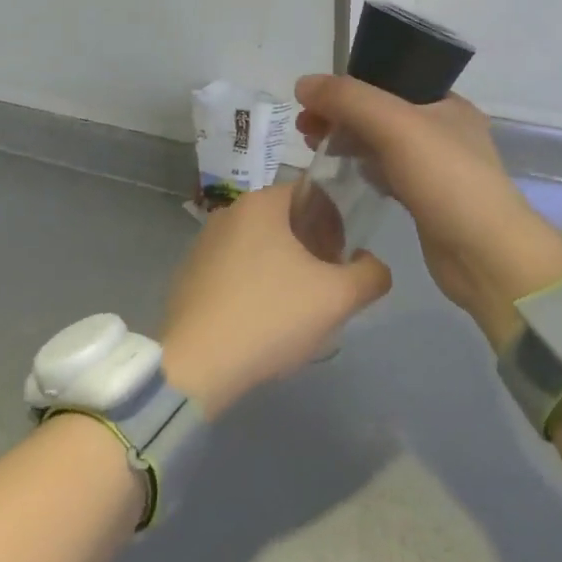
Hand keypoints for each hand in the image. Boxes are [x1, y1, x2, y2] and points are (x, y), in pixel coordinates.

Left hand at [159, 183, 390, 418]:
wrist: (197, 366)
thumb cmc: (271, 316)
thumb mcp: (338, 297)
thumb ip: (370, 274)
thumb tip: (372, 264)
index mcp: (262, 203)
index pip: (312, 195)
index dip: (336, 223)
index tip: (341, 260)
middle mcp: (230, 213)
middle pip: (286, 221)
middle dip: (311, 249)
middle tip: (325, 288)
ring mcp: (203, 244)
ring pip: (260, 247)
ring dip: (284, 269)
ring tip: (295, 310)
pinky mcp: (189, 276)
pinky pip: (234, 270)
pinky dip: (254, 286)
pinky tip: (261, 322)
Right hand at [294, 75, 561, 351]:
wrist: (486, 255)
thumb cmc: (446, 179)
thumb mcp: (396, 125)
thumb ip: (349, 99)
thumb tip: (303, 83)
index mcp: (446, 103)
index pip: (390, 79)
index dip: (349, 85)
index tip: (312, 99)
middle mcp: (443, 130)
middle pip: (380, 111)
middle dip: (341, 114)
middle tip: (304, 128)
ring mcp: (435, 168)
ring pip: (381, 143)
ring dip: (348, 141)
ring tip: (313, 148)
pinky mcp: (425, 200)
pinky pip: (386, 174)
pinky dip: (362, 169)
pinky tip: (340, 176)